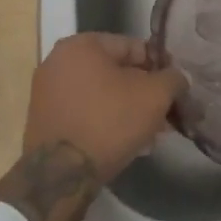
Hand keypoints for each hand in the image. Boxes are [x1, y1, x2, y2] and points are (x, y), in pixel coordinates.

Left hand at [23, 33, 183, 183]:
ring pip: (100, 95)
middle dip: (142, 93)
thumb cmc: (109, 121)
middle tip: (164, 115)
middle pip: (115, 72)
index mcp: (81, 44)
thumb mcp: (154, 96)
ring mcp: (46, 92)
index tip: (174, 89)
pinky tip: (126, 143)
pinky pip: (83, 112)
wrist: (60, 176)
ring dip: (126, 110)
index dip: (159, 67)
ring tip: (150, 134)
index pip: (133, 47)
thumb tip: (178, 78)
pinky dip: (104, 122)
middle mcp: (58, 61)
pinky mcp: (42, 121)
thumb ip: (173, 79)